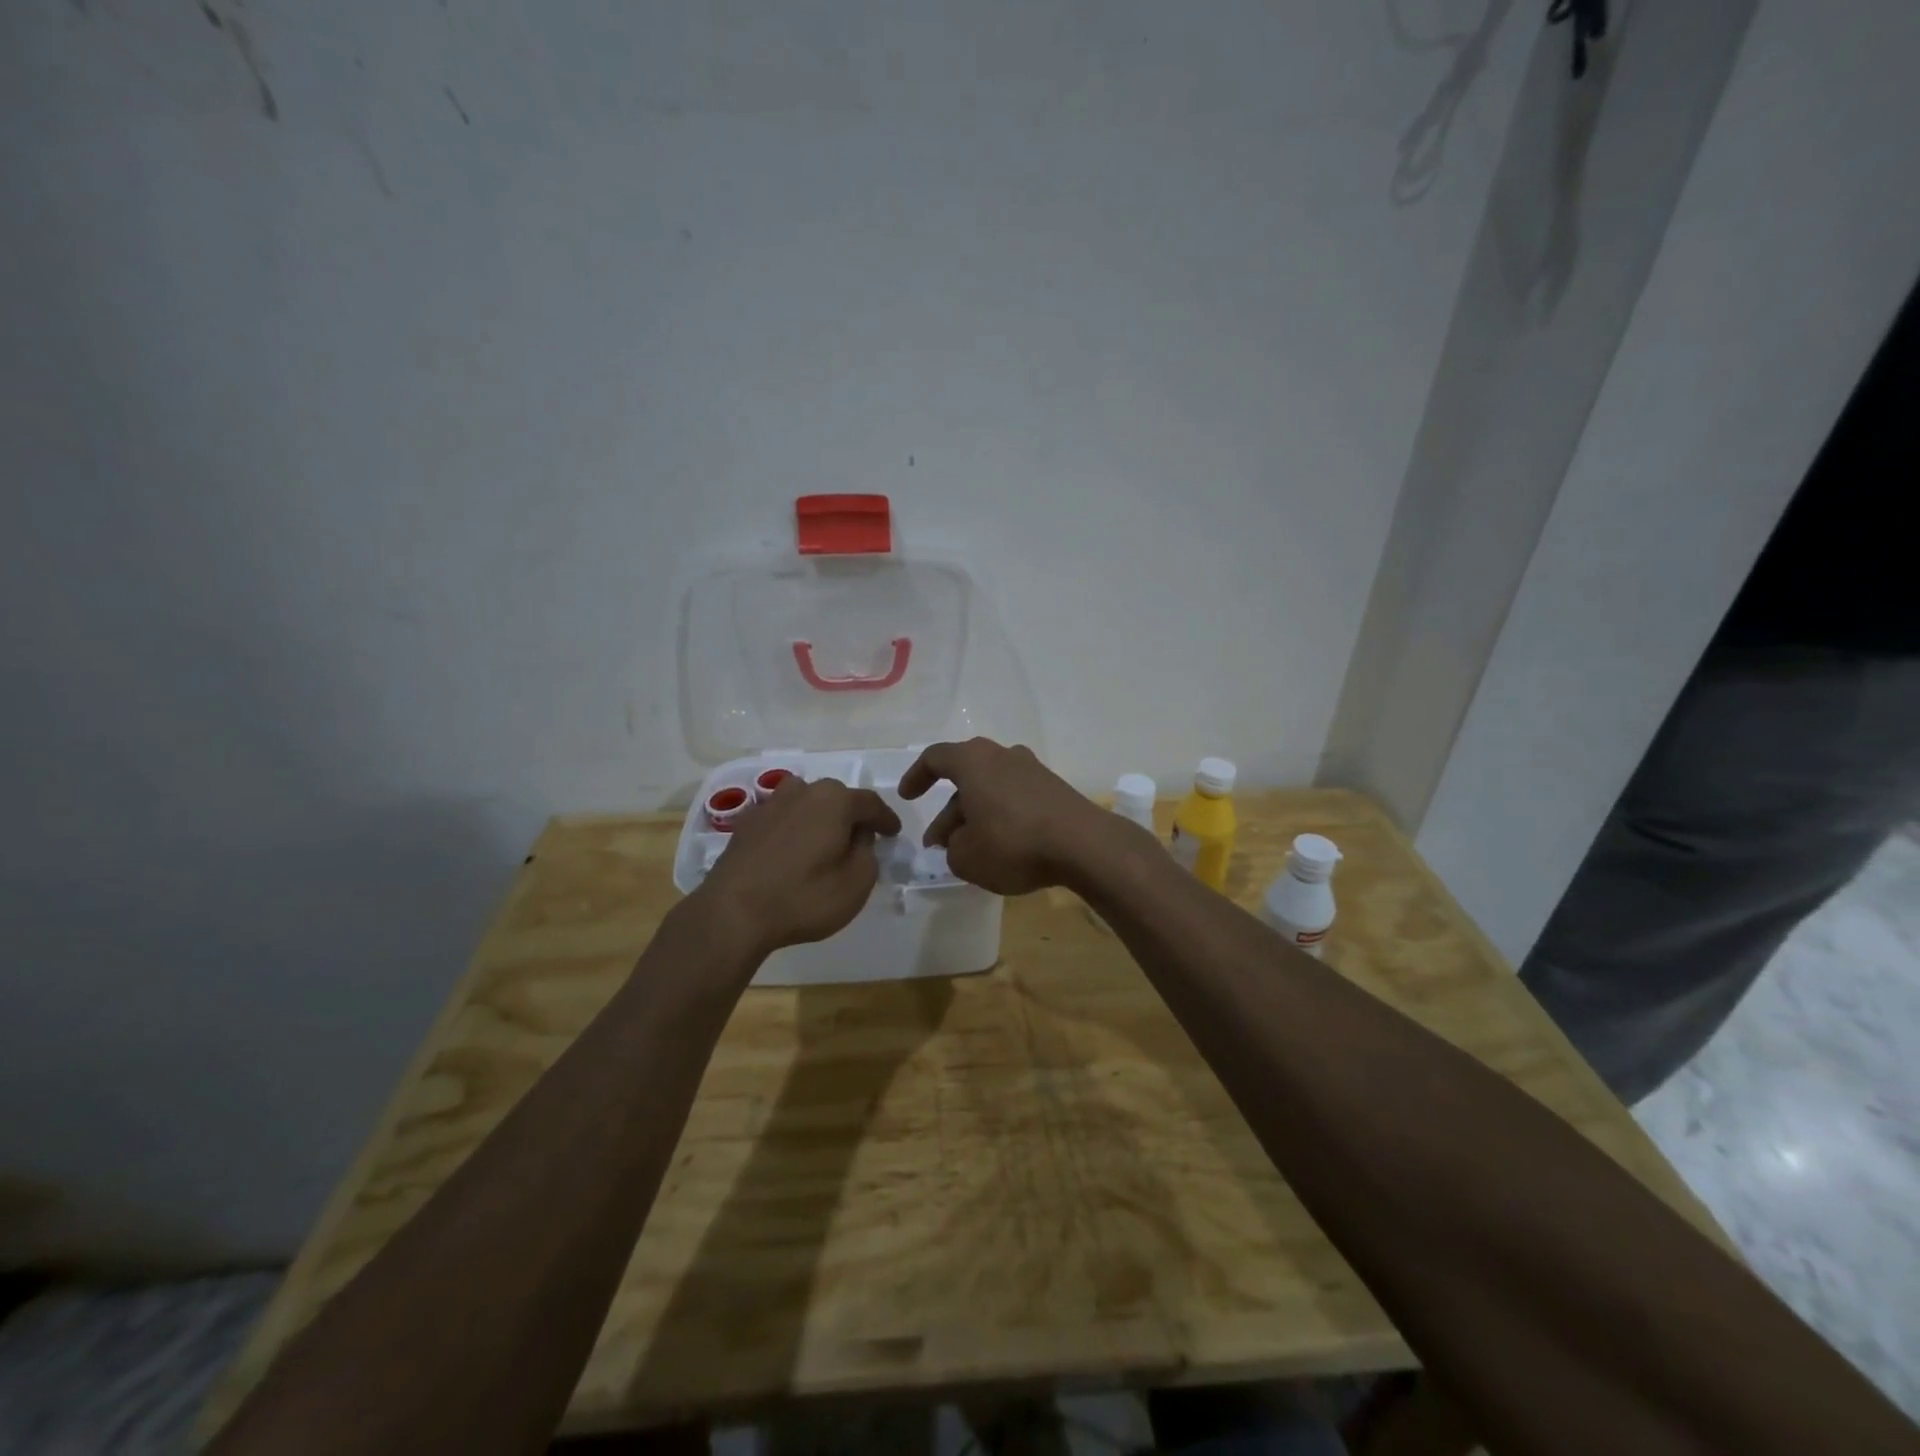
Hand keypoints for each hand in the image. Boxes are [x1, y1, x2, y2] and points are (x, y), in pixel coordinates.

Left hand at [692, 777, 901, 957]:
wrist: (733, 912)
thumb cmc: (803, 897)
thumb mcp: (857, 883)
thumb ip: (868, 853)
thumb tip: (859, 837)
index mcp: (834, 800)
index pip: (870, 803)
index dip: (886, 819)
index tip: (894, 833)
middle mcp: (803, 791)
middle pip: (837, 798)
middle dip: (851, 816)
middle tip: (861, 840)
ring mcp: (770, 804)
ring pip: (806, 803)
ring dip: (819, 818)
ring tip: (824, 842)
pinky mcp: (746, 823)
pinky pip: (782, 819)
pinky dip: (793, 829)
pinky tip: (793, 851)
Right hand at [898, 738, 1113, 895]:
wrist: (1083, 845)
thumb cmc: (1013, 843)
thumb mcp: (966, 857)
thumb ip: (952, 847)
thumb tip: (958, 840)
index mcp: (973, 761)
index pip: (935, 757)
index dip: (916, 776)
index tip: (907, 796)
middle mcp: (1002, 755)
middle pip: (965, 777)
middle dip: (948, 810)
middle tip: (938, 842)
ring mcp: (1032, 770)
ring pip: (991, 789)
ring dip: (974, 815)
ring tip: (968, 850)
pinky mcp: (1054, 788)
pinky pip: (1015, 797)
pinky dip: (1001, 816)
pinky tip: (1002, 846)